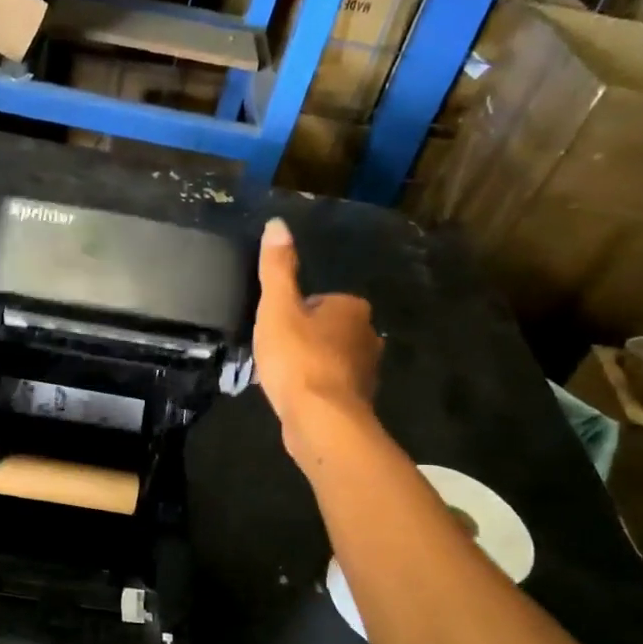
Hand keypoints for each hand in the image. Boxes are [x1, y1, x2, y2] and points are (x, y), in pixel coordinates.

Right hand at [253, 217, 382, 465]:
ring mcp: (366, 371)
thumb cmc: (298, 358)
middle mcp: (368, 335)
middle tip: (275, 354)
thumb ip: (278, 268)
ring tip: (282, 377)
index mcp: (351, 308)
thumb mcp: (277, 308)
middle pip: (325, 329)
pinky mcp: (357, 400)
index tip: (274, 331)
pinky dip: (314, 389)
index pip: (318, 301)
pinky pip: (331, 386)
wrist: (321, 420)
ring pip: (330, 358)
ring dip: (309, 365)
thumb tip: (277, 224)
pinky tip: (295, 398)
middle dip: (303, 339)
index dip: (292, 315)